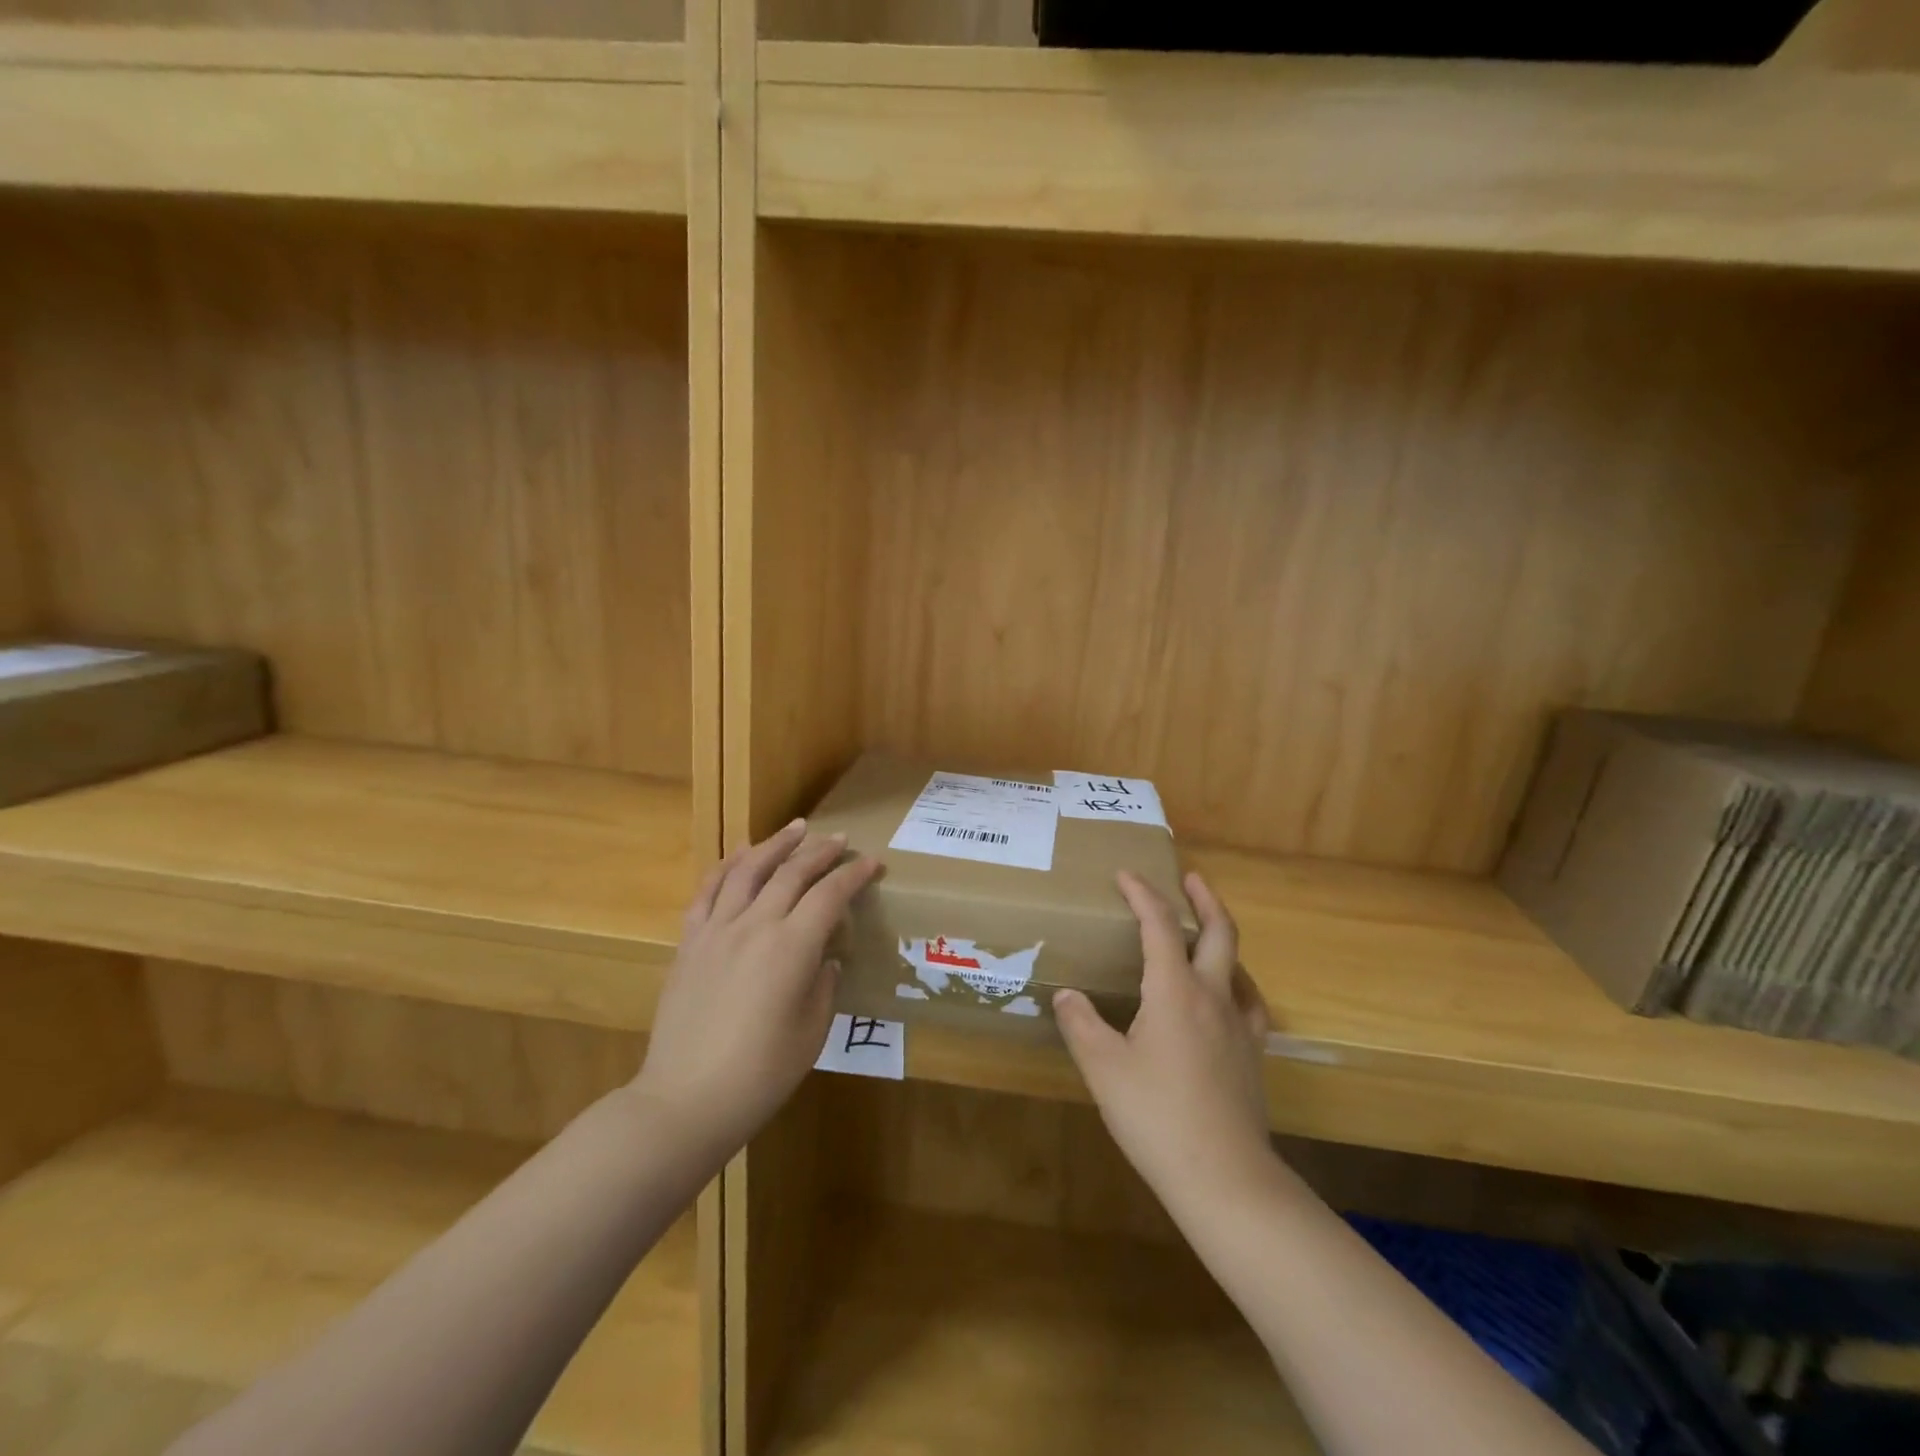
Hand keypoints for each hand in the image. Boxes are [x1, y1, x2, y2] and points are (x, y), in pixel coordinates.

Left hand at [633, 820, 879, 1163]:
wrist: (685, 1099)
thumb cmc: (761, 1074)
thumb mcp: (812, 1032)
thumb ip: (823, 985)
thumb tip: (824, 958)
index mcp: (792, 948)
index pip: (830, 895)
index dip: (854, 875)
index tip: (872, 863)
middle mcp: (755, 926)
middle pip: (792, 873)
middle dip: (820, 852)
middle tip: (839, 840)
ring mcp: (717, 930)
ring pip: (748, 870)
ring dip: (775, 845)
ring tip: (795, 829)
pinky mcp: (690, 942)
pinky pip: (708, 891)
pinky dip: (727, 866)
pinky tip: (740, 855)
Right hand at [1055, 871, 1274, 1207]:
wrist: (1224, 1177)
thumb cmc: (1156, 1116)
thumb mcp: (1103, 1069)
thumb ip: (1082, 1024)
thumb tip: (1067, 995)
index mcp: (1174, 990)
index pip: (1160, 926)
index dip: (1143, 894)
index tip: (1127, 875)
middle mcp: (1213, 996)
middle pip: (1219, 931)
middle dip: (1203, 899)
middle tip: (1190, 878)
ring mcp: (1240, 1026)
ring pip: (1238, 964)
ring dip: (1221, 936)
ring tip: (1204, 933)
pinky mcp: (1253, 1055)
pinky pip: (1249, 1002)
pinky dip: (1236, 982)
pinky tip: (1227, 996)